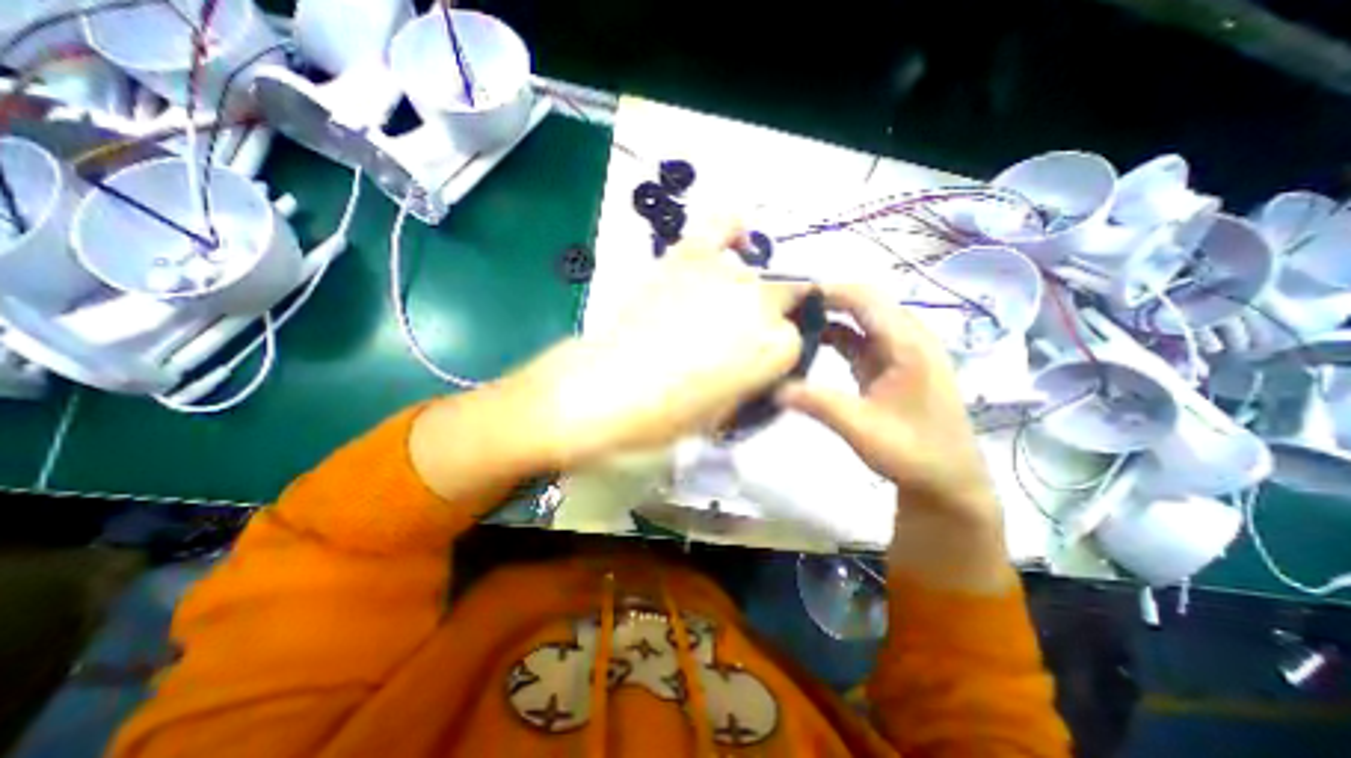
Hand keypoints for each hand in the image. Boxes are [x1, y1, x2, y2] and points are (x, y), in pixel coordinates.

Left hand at [505, 218, 798, 467]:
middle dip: (771, 316)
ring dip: (744, 290)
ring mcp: (727, 273)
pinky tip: (733, 240)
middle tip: (739, 335)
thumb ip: (751, 383)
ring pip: (757, 270)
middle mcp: (762, 303)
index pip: (794, 340)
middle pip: (787, 296)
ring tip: (719, 306)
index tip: (754, 362)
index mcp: (777, 348)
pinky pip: (721, 224)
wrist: (611, 388)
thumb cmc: (668, 415)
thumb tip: (754, 368)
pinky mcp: (690, 255)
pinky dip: (731, 228)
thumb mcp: (725, 414)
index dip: (772, 353)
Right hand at [770, 281, 1012, 592]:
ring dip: (830, 316)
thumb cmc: (912, 453)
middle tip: (789, 306)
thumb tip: (774, 388)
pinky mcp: (892, 364)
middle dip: (827, 300)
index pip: (866, 299)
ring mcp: (901, 351)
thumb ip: (818, 404)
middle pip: (865, 302)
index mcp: (908, 345)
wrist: (947, 480)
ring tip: (794, 320)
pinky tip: (812, 343)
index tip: (793, 296)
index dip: (830, 291)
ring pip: (862, 319)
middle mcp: (909, 338)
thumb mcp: (861, 429)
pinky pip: (862, 338)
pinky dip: (837, 336)